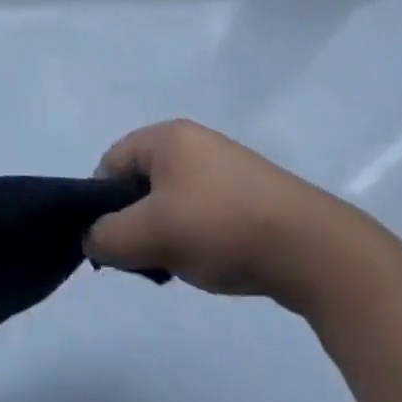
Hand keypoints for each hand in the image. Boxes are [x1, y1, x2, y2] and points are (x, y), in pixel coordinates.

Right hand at [84, 119, 353, 301]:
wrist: (310, 246)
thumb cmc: (221, 227)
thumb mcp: (154, 234)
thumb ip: (110, 236)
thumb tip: (91, 238)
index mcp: (166, 136)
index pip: (111, 162)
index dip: (100, 203)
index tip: (110, 246)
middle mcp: (191, 141)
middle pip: (140, 180)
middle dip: (135, 221)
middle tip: (145, 260)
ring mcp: (222, 165)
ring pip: (170, 198)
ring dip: (164, 232)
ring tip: (179, 266)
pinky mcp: (246, 191)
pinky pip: (201, 208)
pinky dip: (194, 234)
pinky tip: (208, 262)